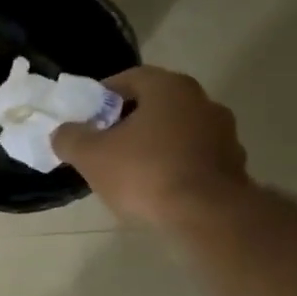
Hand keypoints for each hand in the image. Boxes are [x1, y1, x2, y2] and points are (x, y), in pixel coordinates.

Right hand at [51, 65, 249, 228]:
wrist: (208, 216)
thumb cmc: (145, 173)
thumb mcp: (91, 155)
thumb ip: (70, 138)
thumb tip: (63, 132)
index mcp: (169, 88)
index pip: (129, 78)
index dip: (103, 96)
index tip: (86, 117)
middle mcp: (202, 101)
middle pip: (155, 104)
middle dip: (127, 121)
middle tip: (103, 143)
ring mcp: (223, 134)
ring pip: (176, 132)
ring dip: (152, 144)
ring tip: (128, 170)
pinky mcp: (233, 165)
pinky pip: (193, 158)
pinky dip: (174, 166)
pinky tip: (156, 188)